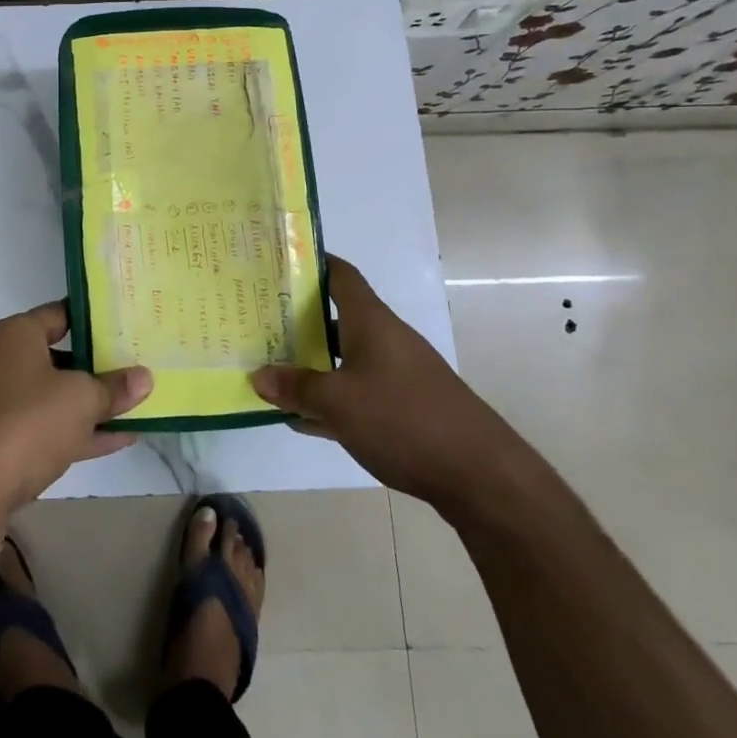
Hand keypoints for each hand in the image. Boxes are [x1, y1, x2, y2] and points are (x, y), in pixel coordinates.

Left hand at [0, 302, 152, 520]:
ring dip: (90, 402)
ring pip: (53, 394)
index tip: (126, 325)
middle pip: (58, 354)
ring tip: (135, 405)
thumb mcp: (81, 400)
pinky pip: (44, 426)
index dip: (94, 319)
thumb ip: (114, 387)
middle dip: (96, 364)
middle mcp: (1, 360)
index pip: (60, 313)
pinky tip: (118, 440)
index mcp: (16, 334)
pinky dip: (76, 430)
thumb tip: (145, 377)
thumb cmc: (26, 423)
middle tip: (136, 365)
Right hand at [251, 257, 518, 510]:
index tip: (276, 262)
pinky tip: (301, 419)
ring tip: (268, 368)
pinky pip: (355, 392)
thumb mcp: (338, 403)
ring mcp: (395, 374)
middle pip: (334, 317)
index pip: (339, 274)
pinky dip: (329, 399)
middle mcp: (384, 339)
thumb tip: (258, 375)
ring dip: (310, 363)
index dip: (310, 262)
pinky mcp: (403, 407)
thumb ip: (296, 387)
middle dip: (296, 319)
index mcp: (371, 321)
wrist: (481, 475)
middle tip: (256, 321)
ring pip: (342, 358)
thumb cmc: (404, 419)